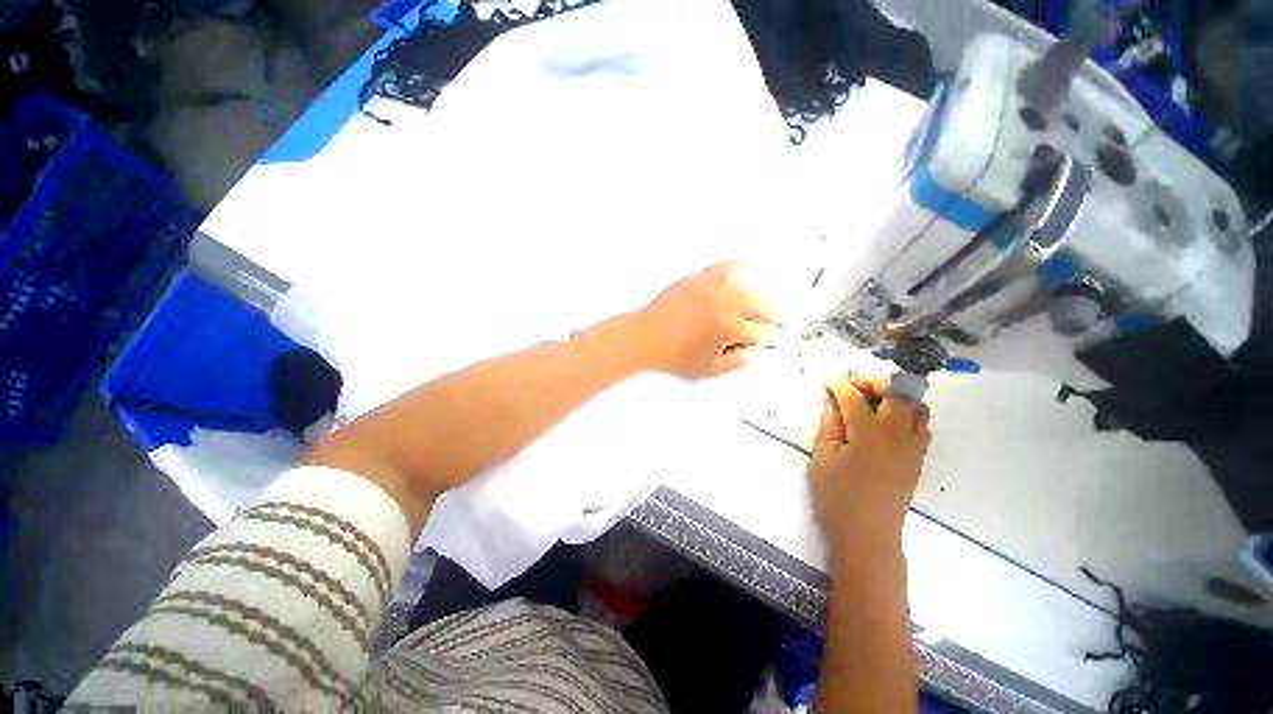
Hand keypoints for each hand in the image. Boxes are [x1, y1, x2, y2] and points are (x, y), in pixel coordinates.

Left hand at [632, 260, 784, 377]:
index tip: (768, 343)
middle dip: (773, 316)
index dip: (764, 340)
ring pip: (746, 288)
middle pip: (758, 307)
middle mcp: (724, 303)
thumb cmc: (674, 356)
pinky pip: (723, 267)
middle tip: (783, 323)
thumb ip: (736, 361)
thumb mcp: (707, 368)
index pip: (757, 333)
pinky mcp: (699, 278)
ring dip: (762, 297)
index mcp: (727, 327)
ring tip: (770, 305)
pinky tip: (752, 262)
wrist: (643, 336)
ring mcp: (712, 287)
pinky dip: (740, 264)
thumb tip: (756, 351)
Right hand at [809, 375, 930, 555]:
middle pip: (899, 391)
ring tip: (871, 405)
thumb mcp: (822, 458)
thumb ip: (830, 424)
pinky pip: (921, 425)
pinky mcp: (918, 458)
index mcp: (870, 433)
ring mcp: (913, 447)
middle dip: (875, 382)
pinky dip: (906, 415)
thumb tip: (834, 401)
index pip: (856, 397)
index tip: (829, 384)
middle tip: (853, 390)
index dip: (840, 386)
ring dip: (896, 396)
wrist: (868, 537)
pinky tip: (884, 426)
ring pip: (917, 406)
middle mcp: (898, 434)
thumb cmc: (837, 497)